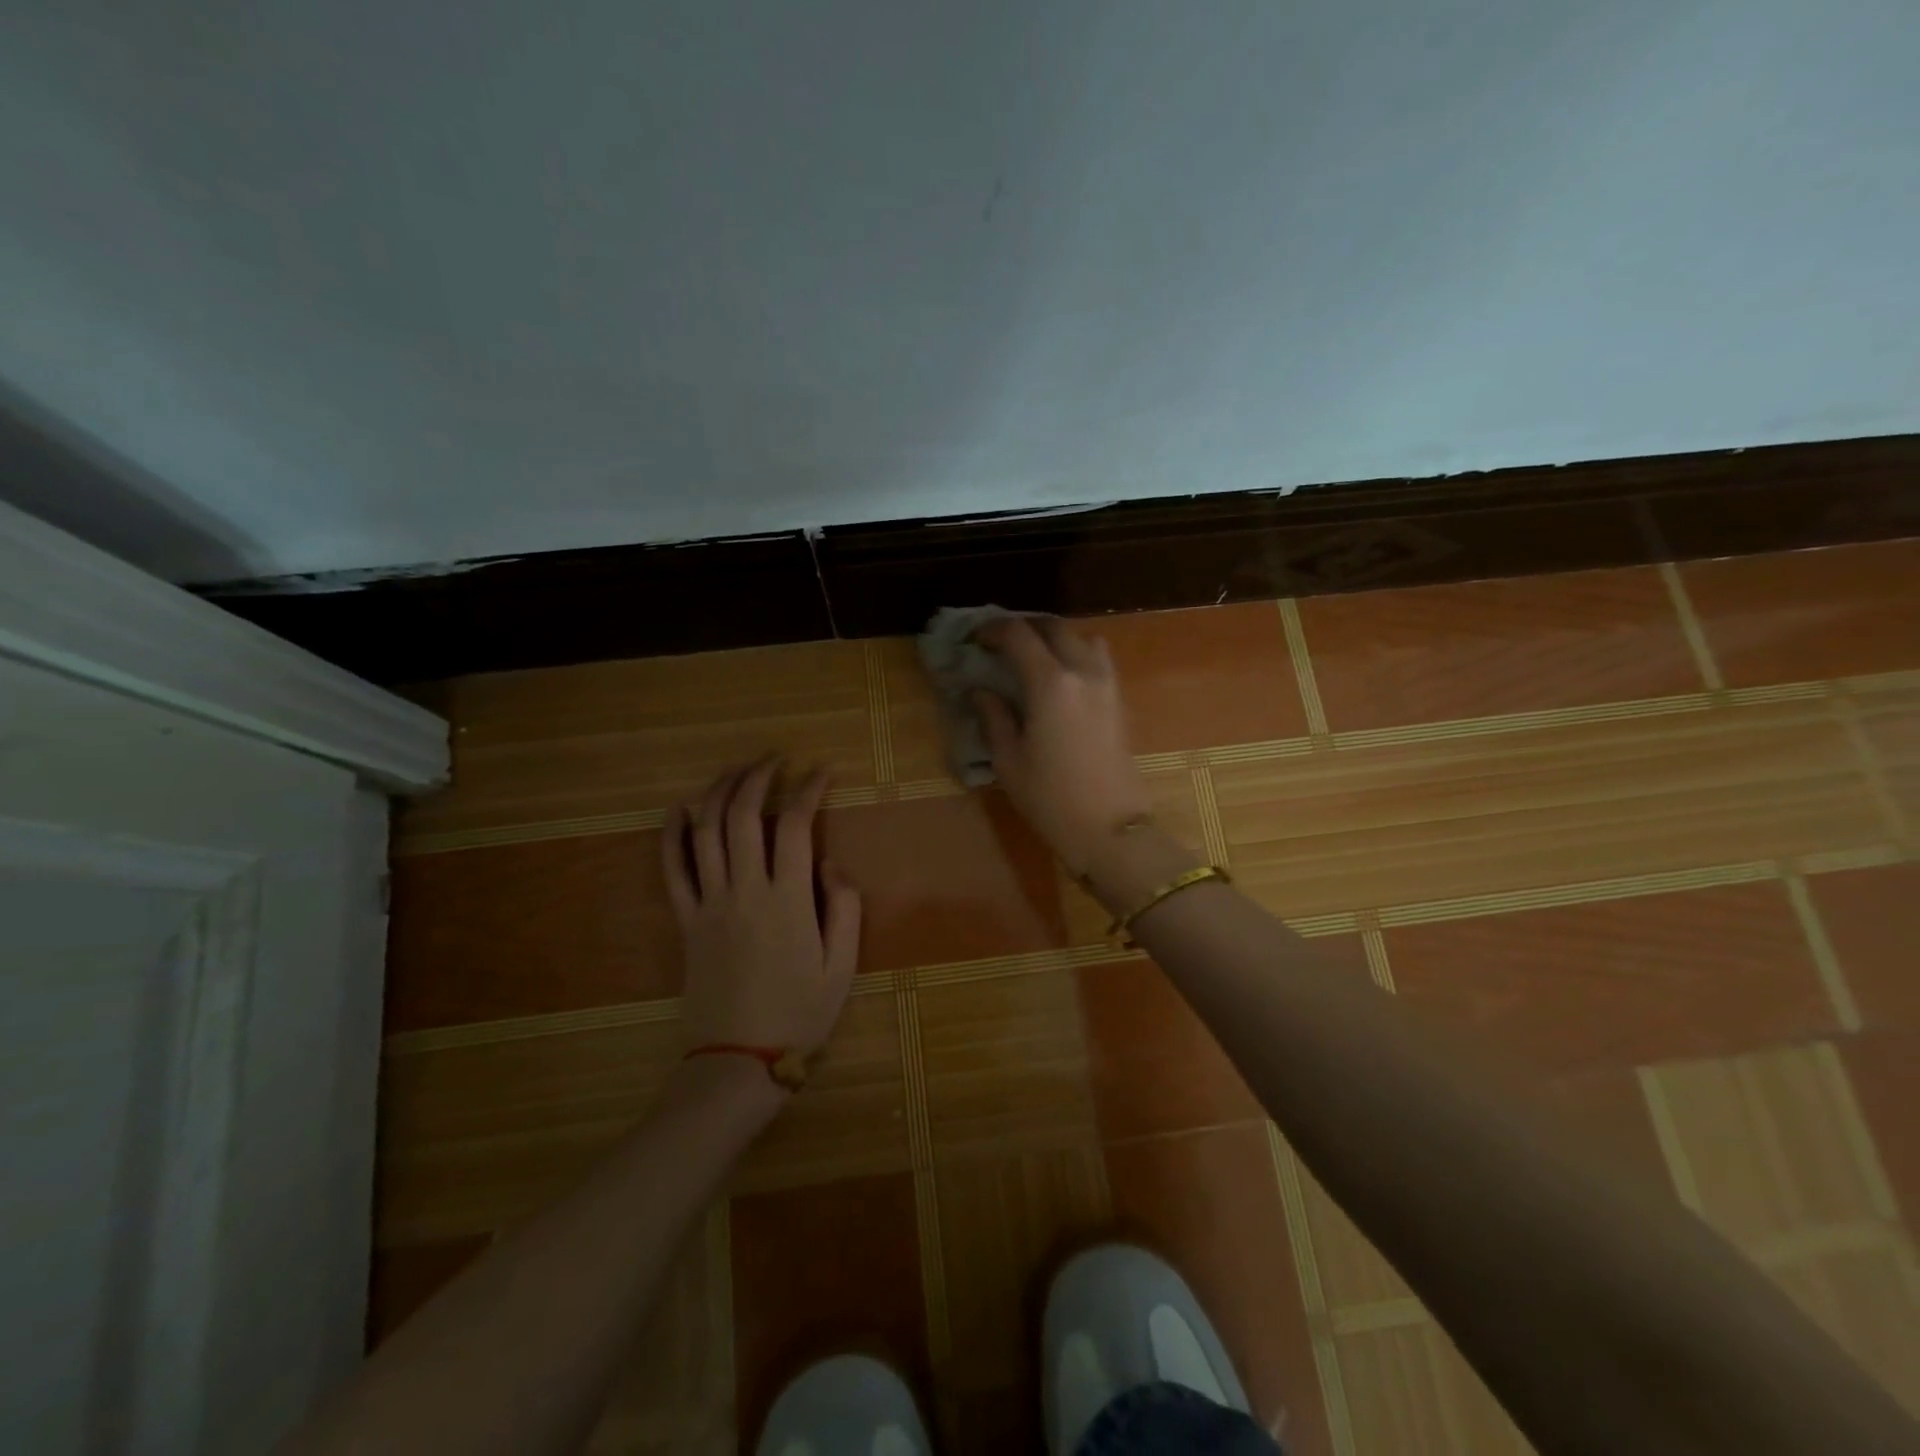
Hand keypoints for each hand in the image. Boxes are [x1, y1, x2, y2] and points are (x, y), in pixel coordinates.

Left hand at [663, 759, 861, 1062]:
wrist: (738, 1060)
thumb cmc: (799, 1014)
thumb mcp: (842, 966)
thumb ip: (845, 908)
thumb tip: (831, 863)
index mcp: (788, 901)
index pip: (796, 826)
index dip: (808, 790)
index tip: (820, 772)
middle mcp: (745, 891)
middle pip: (743, 816)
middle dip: (758, 777)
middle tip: (774, 759)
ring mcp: (709, 904)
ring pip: (705, 832)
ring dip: (718, 793)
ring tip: (735, 771)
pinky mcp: (686, 922)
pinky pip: (672, 871)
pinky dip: (672, 835)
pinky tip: (678, 810)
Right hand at [974, 618, 1153, 873]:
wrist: (1110, 828)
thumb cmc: (1050, 798)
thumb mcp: (1009, 760)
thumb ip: (994, 717)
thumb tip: (981, 691)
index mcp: (1050, 683)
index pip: (1019, 635)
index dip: (993, 630)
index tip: (976, 640)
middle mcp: (1082, 672)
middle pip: (1054, 628)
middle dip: (1025, 628)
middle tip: (1002, 643)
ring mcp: (1107, 684)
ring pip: (1083, 638)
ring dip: (1056, 638)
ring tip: (1035, 657)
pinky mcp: (1119, 700)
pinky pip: (1098, 659)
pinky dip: (1077, 654)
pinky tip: (1060, 680)